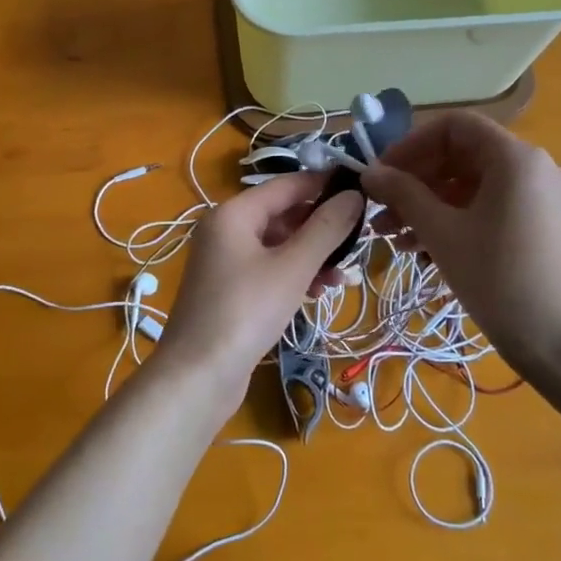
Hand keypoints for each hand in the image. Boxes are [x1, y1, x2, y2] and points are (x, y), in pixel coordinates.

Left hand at [155, 173, 363, 420]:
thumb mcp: (292, 267)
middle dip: (321, 228)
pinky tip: (317, 293)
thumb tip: (354, 194)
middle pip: (282, 214)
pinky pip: (268, 269)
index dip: (324, 185)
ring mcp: (224, 261)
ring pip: (278, 245)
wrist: (198, 375)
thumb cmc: (246, 312)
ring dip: (311, 256)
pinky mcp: (229, 289)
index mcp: (234, 213)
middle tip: (359, 242)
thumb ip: (326, 228)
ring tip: (341, 278)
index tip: (363, 192)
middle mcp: (225, 229)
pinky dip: (293, 275)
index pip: (287, 185)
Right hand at [360, 113, 560, 390]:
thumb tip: (369, 172)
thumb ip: (403, 194)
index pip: (454, 126)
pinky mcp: (544, 227)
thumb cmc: (500, 279)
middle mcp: (534, 168)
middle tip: (380, 209)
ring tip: (393, 237)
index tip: (381, 173)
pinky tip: (424, 251)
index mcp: (515, 158)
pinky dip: (456, 221)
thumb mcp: (442, 233)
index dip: (411, 144)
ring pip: (473, 187)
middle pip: (462, 156)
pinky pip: (491, 209)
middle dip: (415, 181)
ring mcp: (543, 199)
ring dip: (429, 205)